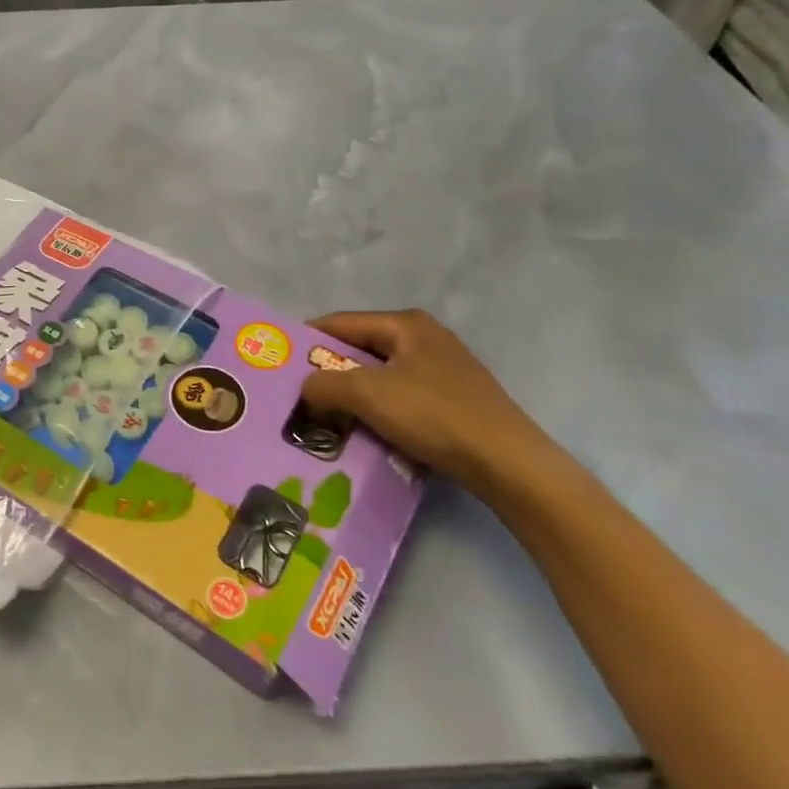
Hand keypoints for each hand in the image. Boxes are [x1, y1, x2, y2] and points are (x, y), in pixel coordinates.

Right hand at [300, 309, 569, 499]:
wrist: (509, 466)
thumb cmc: (434, 416)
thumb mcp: (367, 395)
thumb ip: (323, 384)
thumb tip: (306, 389)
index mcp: (405, 324)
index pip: (339, 323)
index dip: (305, 341)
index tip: (278, 365)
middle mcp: (424, 338)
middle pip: (358, 350)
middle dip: (328, 373)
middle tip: (298, 397)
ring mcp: (441, 370)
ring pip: (378, 377)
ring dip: (351, 397)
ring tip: (325, 419)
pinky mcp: (452, 401)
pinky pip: (399, 398)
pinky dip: (378, 412)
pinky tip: (365, 433)